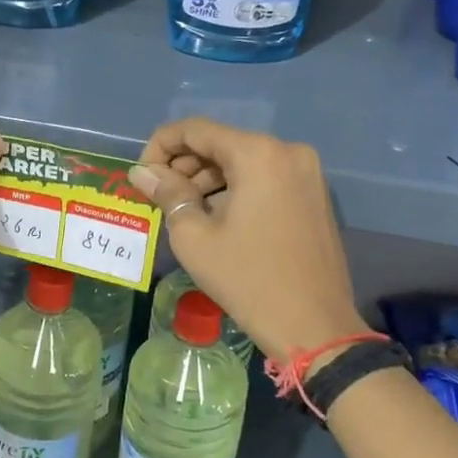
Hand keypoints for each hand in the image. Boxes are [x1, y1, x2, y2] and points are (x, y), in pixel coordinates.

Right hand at [130, 118, 367, 364]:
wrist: (315, 327)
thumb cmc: (248, 280)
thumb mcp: (195, 238)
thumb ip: (167, 194)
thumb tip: (142, 172)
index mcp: (257, 154)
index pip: (195, 130)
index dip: (160, 146)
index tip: (142, 176)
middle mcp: (286, 150)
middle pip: (221, 142)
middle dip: (185, 165)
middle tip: (161, 197)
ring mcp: (306, 171)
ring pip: (243, 160)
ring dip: (209, 178)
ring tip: (186, 212)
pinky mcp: (314, 193)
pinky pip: (265, 177)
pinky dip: (236, 188)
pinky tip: (218, 218)